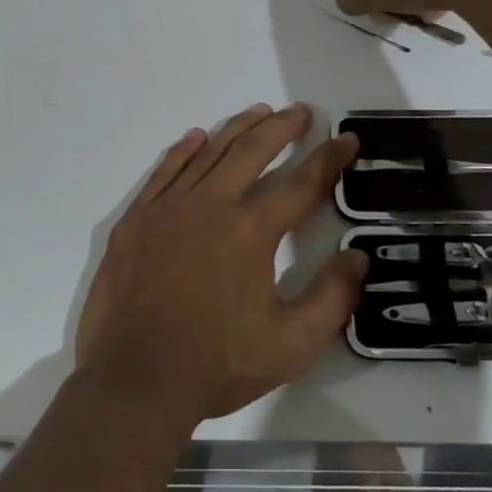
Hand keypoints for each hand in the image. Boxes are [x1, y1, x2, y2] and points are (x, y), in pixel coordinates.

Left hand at [76, 105, 365, 423]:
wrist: (133, 380)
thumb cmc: (216, 365)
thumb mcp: (290, 345)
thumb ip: (332, 298)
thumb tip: (358, 256)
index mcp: (251, 231)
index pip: (301, 183)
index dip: (328, 158)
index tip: (345, 139)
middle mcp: (211, 204)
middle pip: (252, 151)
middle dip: (282, 127)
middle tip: (301, 111)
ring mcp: (169, 207)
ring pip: (209, 152)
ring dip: (238, 128)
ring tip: (260, 112)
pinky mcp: (137, 217)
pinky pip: (165, 170)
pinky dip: (184, 149)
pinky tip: (196, 137)